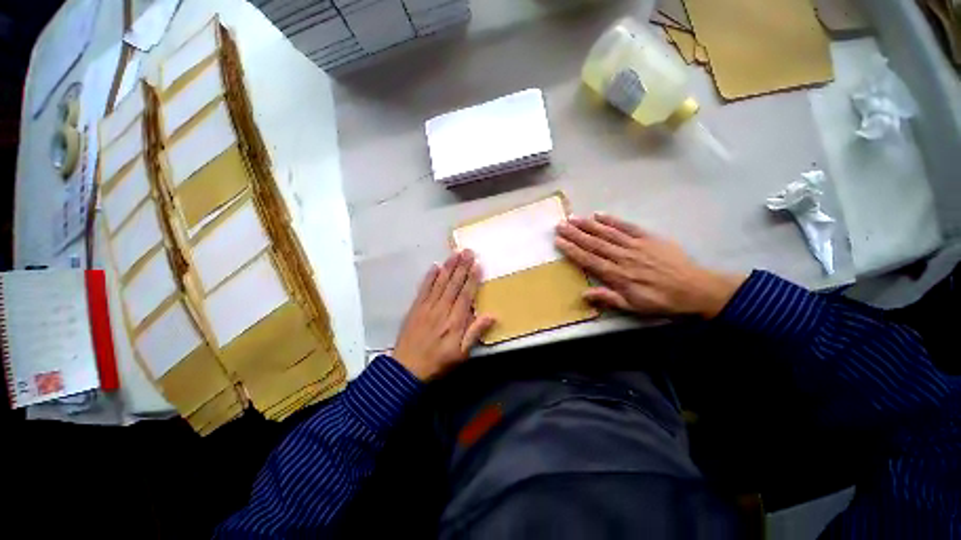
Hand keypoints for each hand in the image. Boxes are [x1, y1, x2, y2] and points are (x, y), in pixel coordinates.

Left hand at [393, 250, 495, 380]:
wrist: (406, 369)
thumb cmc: (438, 362)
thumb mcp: (461, 354)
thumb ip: (475, 333)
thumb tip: (492, 315)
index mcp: (455, 321)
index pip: (466, 295)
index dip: (472, 279)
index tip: (478, 264)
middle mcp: (442, 309)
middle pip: (453, 285)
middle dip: (462, 267)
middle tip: (468, 251)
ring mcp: (427, 307)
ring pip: (440, 283)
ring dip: (448, 267)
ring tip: (455, 254)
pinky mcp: (415, 308)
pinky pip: (424, 289)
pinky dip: (429, 277)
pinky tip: (435, 266)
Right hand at [555, 213, 745, 318]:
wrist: (695, 288)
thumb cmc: (661, 300)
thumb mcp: (634, 307)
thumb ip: (608, 299)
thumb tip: (583, 294)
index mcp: (617, 275)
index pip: (589, 260)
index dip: (572, 250)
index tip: (559, 241)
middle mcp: (623, 257)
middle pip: (594, 243)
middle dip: (575, 234)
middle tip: (559, 225)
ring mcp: (635, 245)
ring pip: (607, 233)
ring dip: (588, 225)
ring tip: (573, 218)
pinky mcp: (648, 237)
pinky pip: (627, 227)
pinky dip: (612, 220)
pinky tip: (599, 214)